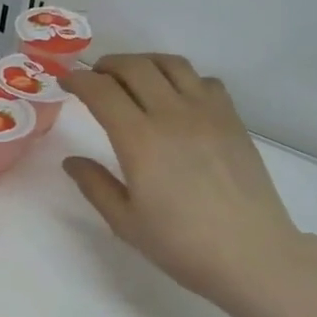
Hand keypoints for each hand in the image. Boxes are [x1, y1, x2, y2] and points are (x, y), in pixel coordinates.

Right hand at [62, 54, 307, 314]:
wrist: (251, 254)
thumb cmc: (181, 244)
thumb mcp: (125, 222)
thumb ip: (95, 185)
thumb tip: (72, 161)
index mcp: (139, 140)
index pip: (102, 92)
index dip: (78, 80)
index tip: (65, 81)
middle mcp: (172, 115)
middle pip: (135, 68)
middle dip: (107, 65)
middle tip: (93, 76)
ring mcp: (208, 113)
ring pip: (172, 65)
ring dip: (144, 63)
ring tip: (132, 77)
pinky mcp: (233, 120)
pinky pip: (204, 80)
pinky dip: (182, 78)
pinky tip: (176, 98)